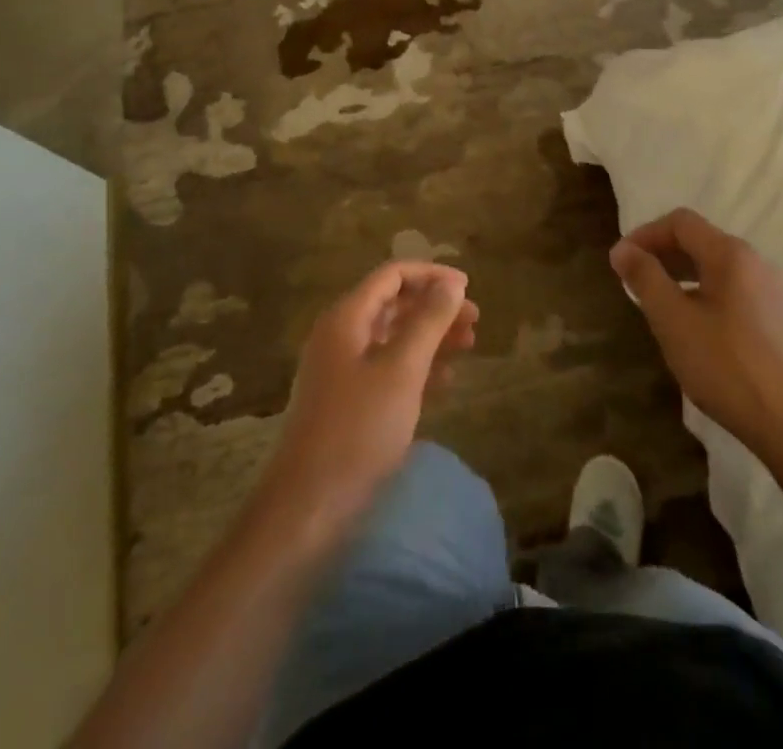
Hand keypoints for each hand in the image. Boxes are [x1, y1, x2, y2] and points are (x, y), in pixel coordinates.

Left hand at [260, 262, 478, 531]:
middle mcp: (341, 336)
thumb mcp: (401, 370)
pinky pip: (388, 369)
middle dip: (435, 307)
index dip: (431, 275)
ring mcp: (342, 370)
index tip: (468, 287)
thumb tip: (451, 283)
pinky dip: (418, 367)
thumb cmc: (357, 430)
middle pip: (394, 305)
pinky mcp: (348, 402)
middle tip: (475, 320)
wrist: (308, 507)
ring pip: (394, 338)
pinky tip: (446, 380)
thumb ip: (428, 322)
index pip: (392, 276)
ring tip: (469, 345)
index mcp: (346, 318)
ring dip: (431, 336)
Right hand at [612, 209, 782, 456]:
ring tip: (654, 303)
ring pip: (713, 267)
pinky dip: (699, 293)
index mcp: (729, 254)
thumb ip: (645, 278)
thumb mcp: (674, 321)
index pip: (680, 221)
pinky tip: (689, 328)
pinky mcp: (774, 319)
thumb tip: (622, 249)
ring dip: (678, 274)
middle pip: (698, 240)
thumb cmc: (727, 367)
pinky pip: (728, 289)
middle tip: (631, 281)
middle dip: (660, 253)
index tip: (620, 262)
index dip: (645, 234)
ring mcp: (768, 291)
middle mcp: (753, 262)